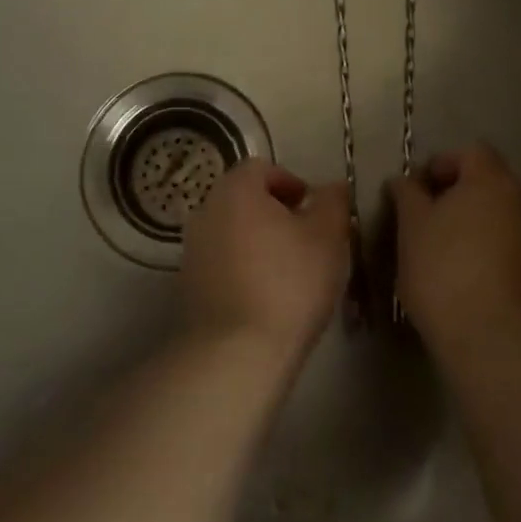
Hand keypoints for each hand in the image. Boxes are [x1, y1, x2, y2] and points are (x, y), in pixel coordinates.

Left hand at [181, 159, 351, 364]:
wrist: (236, 353)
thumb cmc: (289, 282)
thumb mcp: (328, 237)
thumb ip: (333, 203)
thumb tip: (334, 187)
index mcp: (236, 189)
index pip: (262, 168)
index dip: (291, 183)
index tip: (313, 210)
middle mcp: (206, 210)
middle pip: (244, 199)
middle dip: (274, 213)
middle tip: (305, 239)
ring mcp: (192, 250)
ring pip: (232, 232)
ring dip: (257, 242)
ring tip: (288, 272)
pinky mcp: (187, 286)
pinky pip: (221, 264)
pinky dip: (242, 269)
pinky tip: (265, 298)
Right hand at [388, 143, 520, 357]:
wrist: (490, 339)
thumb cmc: (443, 269)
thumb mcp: (411, 225)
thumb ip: (408, 193)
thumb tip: (405, 180)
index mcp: (491, 181)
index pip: (470, 152)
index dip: (441, 163)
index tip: (417, 190)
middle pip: (488, 181)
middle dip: (457, 192)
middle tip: (426, 216)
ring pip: (500, 213)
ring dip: (473, 220)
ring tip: (442, 246)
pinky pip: (509, 243)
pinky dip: (488, 247)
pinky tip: (465, 272)